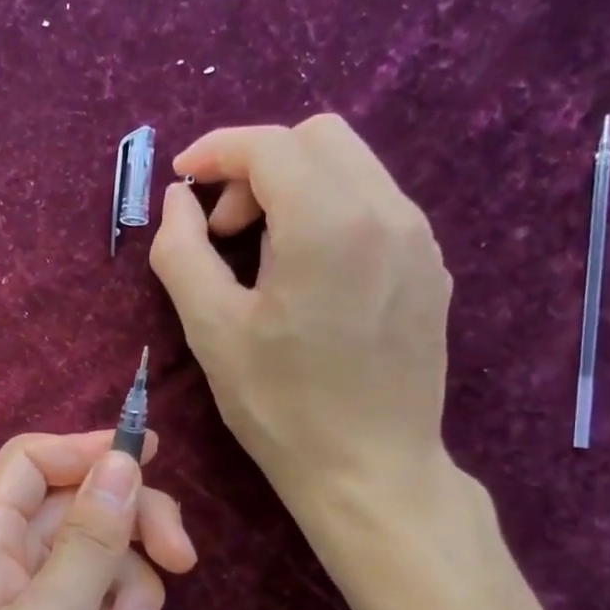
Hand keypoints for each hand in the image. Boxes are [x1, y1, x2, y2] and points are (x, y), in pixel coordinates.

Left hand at [0, 430, 195, 609]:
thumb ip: (91, 537)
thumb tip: (123, 459)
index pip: (34, 457)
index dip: (91, 449)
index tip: (156, 460)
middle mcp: (6, 554)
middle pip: (80, 503)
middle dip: (134, 529)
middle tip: (184, 564)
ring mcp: (28, 595)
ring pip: (100, 554)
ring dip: (129, 591)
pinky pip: (97, 598)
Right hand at [150, 114, 454, 536]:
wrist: (370, 470)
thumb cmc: (281, 407)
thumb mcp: (211, 330)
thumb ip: (182, 251)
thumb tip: (179, 199)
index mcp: (329, 223)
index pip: (270, 145)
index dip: (217, 151)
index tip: (182, 179)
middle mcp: (387, 212)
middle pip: (317, 139)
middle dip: (258, 166)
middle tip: (224, 228)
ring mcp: (419, 238)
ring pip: (352, 167)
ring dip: (295, 188)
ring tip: (264, 257)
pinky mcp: (431, 267)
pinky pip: (376, 206)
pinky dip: (330, 213)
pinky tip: (309, 276)